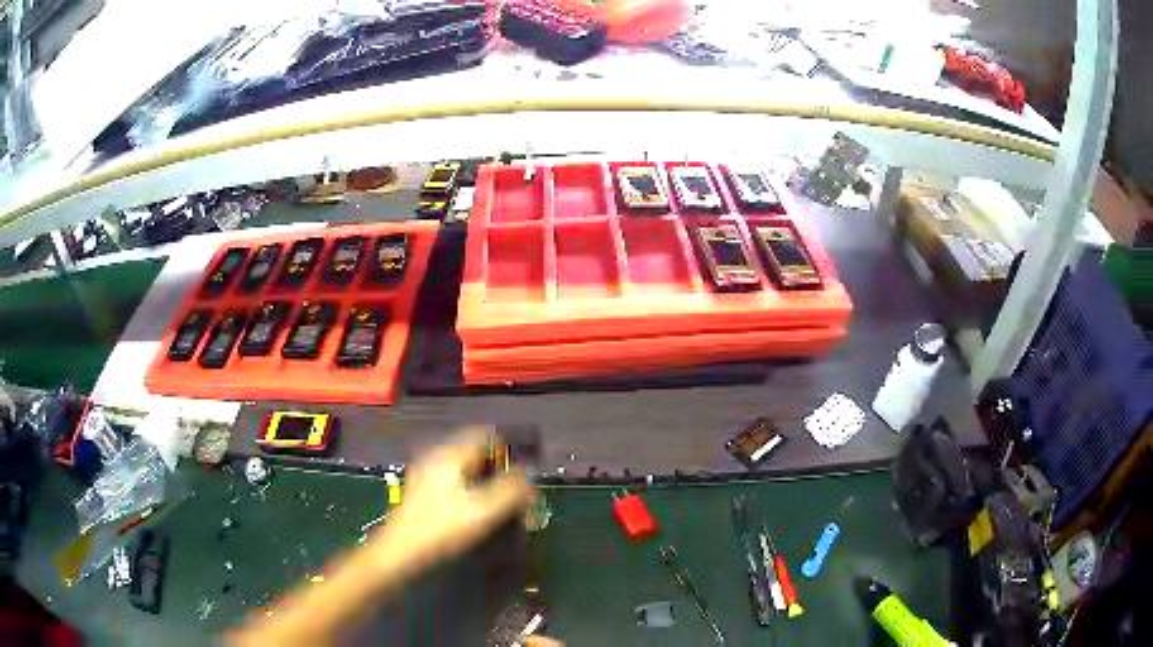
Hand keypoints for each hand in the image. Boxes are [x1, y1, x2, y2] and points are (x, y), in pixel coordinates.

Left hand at [371, 428, 532, 569]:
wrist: (399, 553)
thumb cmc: (441, 530)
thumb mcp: (483, 511)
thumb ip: (511, 490)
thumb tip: (529, 474)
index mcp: (450, 455)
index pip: (486, 436)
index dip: (509, 449)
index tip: (526, 470)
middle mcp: (436, 457)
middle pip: (476, 452)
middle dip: (499, 468)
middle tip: (517, 491)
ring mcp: (426, 473)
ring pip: (465, 468)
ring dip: (486, 480)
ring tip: (502, 503)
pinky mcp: (423, 491)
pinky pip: (455, 480)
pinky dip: (471, 490)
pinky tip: (478, 511)